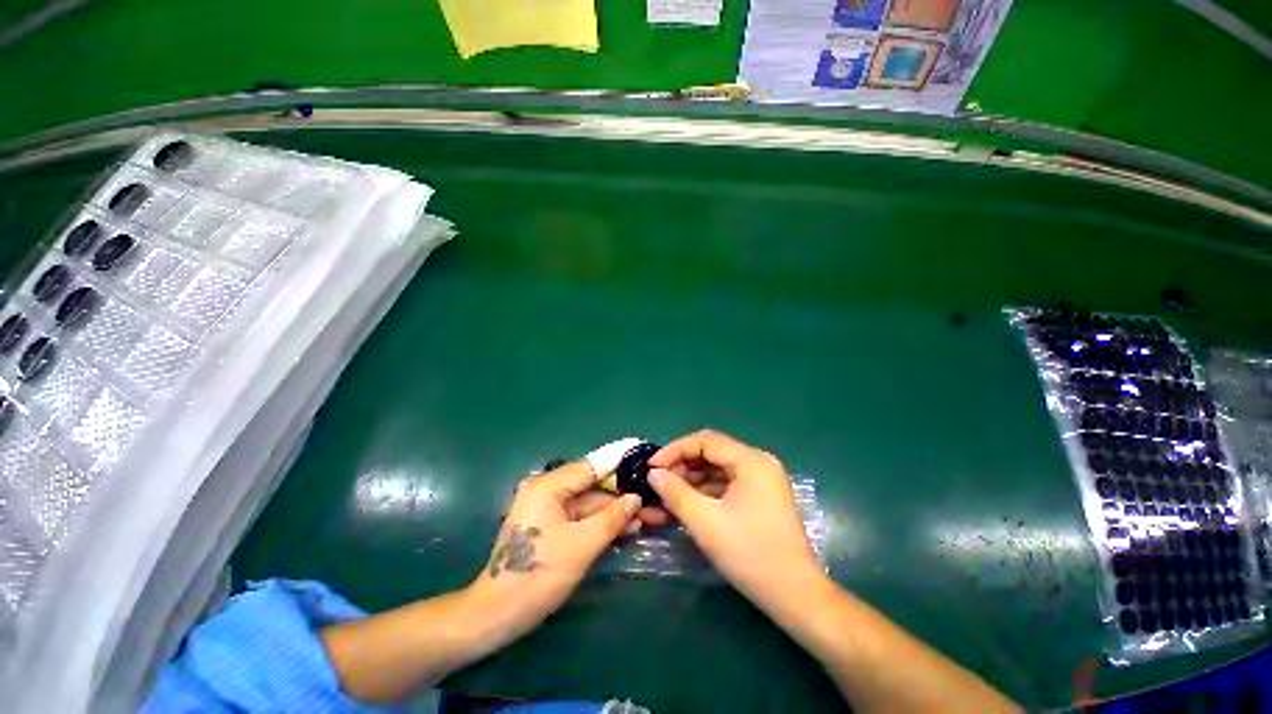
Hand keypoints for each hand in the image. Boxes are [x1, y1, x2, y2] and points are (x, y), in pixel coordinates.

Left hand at [464, 461, 641, 652]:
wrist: (498, 616)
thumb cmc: (538, 576)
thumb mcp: (582, 545)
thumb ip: (612, 518)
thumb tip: (635, 498)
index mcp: (547, 486)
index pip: (591, 466)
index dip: (619, 460)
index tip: (643, 453)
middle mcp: (547, 490)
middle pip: (592, 486)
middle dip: (622, 495)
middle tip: (653, 499)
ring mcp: (548, 509)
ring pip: (590, 504)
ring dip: (616, 512)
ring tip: (649, 517)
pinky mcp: (551, 526)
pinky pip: (582, 518)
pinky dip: (603, 523)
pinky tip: (628, 527)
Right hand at [648, 430, 825, 612]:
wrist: (795, 595)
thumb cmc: (751, 555)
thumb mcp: (706, 523)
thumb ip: (676, 493)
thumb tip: (653, 474)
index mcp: (751, 461)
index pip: (705, 441)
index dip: (675, 450)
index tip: (651, 466)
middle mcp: (758, 462)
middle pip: (712, 451)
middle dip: (683, 464)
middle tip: (659, 481)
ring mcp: (761, 479)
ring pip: (718, 467)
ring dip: (692, 477)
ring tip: (668, 492)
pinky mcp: (761, 495)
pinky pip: (727, 482)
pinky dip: (706, 489)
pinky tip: (687, 501)